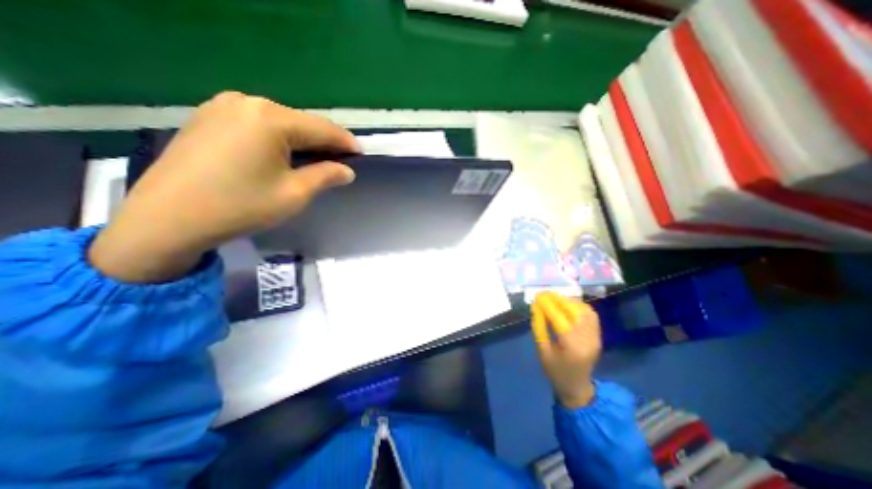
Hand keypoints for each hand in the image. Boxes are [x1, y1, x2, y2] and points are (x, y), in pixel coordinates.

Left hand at [87, 91, 360, 281]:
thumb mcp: (294, 194)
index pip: (322, 128)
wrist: (167, 219)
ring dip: (302, 140)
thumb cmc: (241, 206)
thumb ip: (325, 176)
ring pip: (280, 123)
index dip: (345, 142)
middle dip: (324, 142)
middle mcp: (247, 102)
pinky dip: (278, 139)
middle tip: (341, 160)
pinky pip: (257, 124)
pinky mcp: (208, 117)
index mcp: (270, 118)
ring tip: (316, 159)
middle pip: (300, 123)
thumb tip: (346, 170)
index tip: (362, 153)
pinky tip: (283, 155)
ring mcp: (222, 106)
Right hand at [528, 291, 604, 407]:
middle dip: (557, 299)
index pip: (559, 318)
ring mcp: (595, 337)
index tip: (537, 296)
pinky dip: (579, 306)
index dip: (547, 304)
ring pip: (584, 311)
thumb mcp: (542, 350)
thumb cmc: (555, 370)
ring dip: (568, 301)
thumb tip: (535, 307)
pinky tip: (567, 304)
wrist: (576, 387)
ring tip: (554, 298)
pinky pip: (591, 315)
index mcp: (571, 346)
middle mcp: (587, 339)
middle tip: (543, 294)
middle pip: (573, 312)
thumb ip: (539, 327)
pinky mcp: (598, 335)